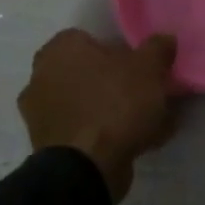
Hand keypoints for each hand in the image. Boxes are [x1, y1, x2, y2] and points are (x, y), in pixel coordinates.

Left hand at [18, 29, 177, 202]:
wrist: (87, 166)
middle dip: (115, 81)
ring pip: (87, 102)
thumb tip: (164, 39)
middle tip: (145, 93)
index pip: (91, 38)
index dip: (119, 50)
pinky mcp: (47, 144)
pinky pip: (84, 129)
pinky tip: (135, 142)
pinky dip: (105, 133)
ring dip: (112, 109)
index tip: (141, 66)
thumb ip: (158, 48)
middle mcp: (41, 75)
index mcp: (61, 49)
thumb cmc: (116, 104)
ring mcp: (39, 113)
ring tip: (147, 123)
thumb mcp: (150, 68)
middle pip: (89, 72)